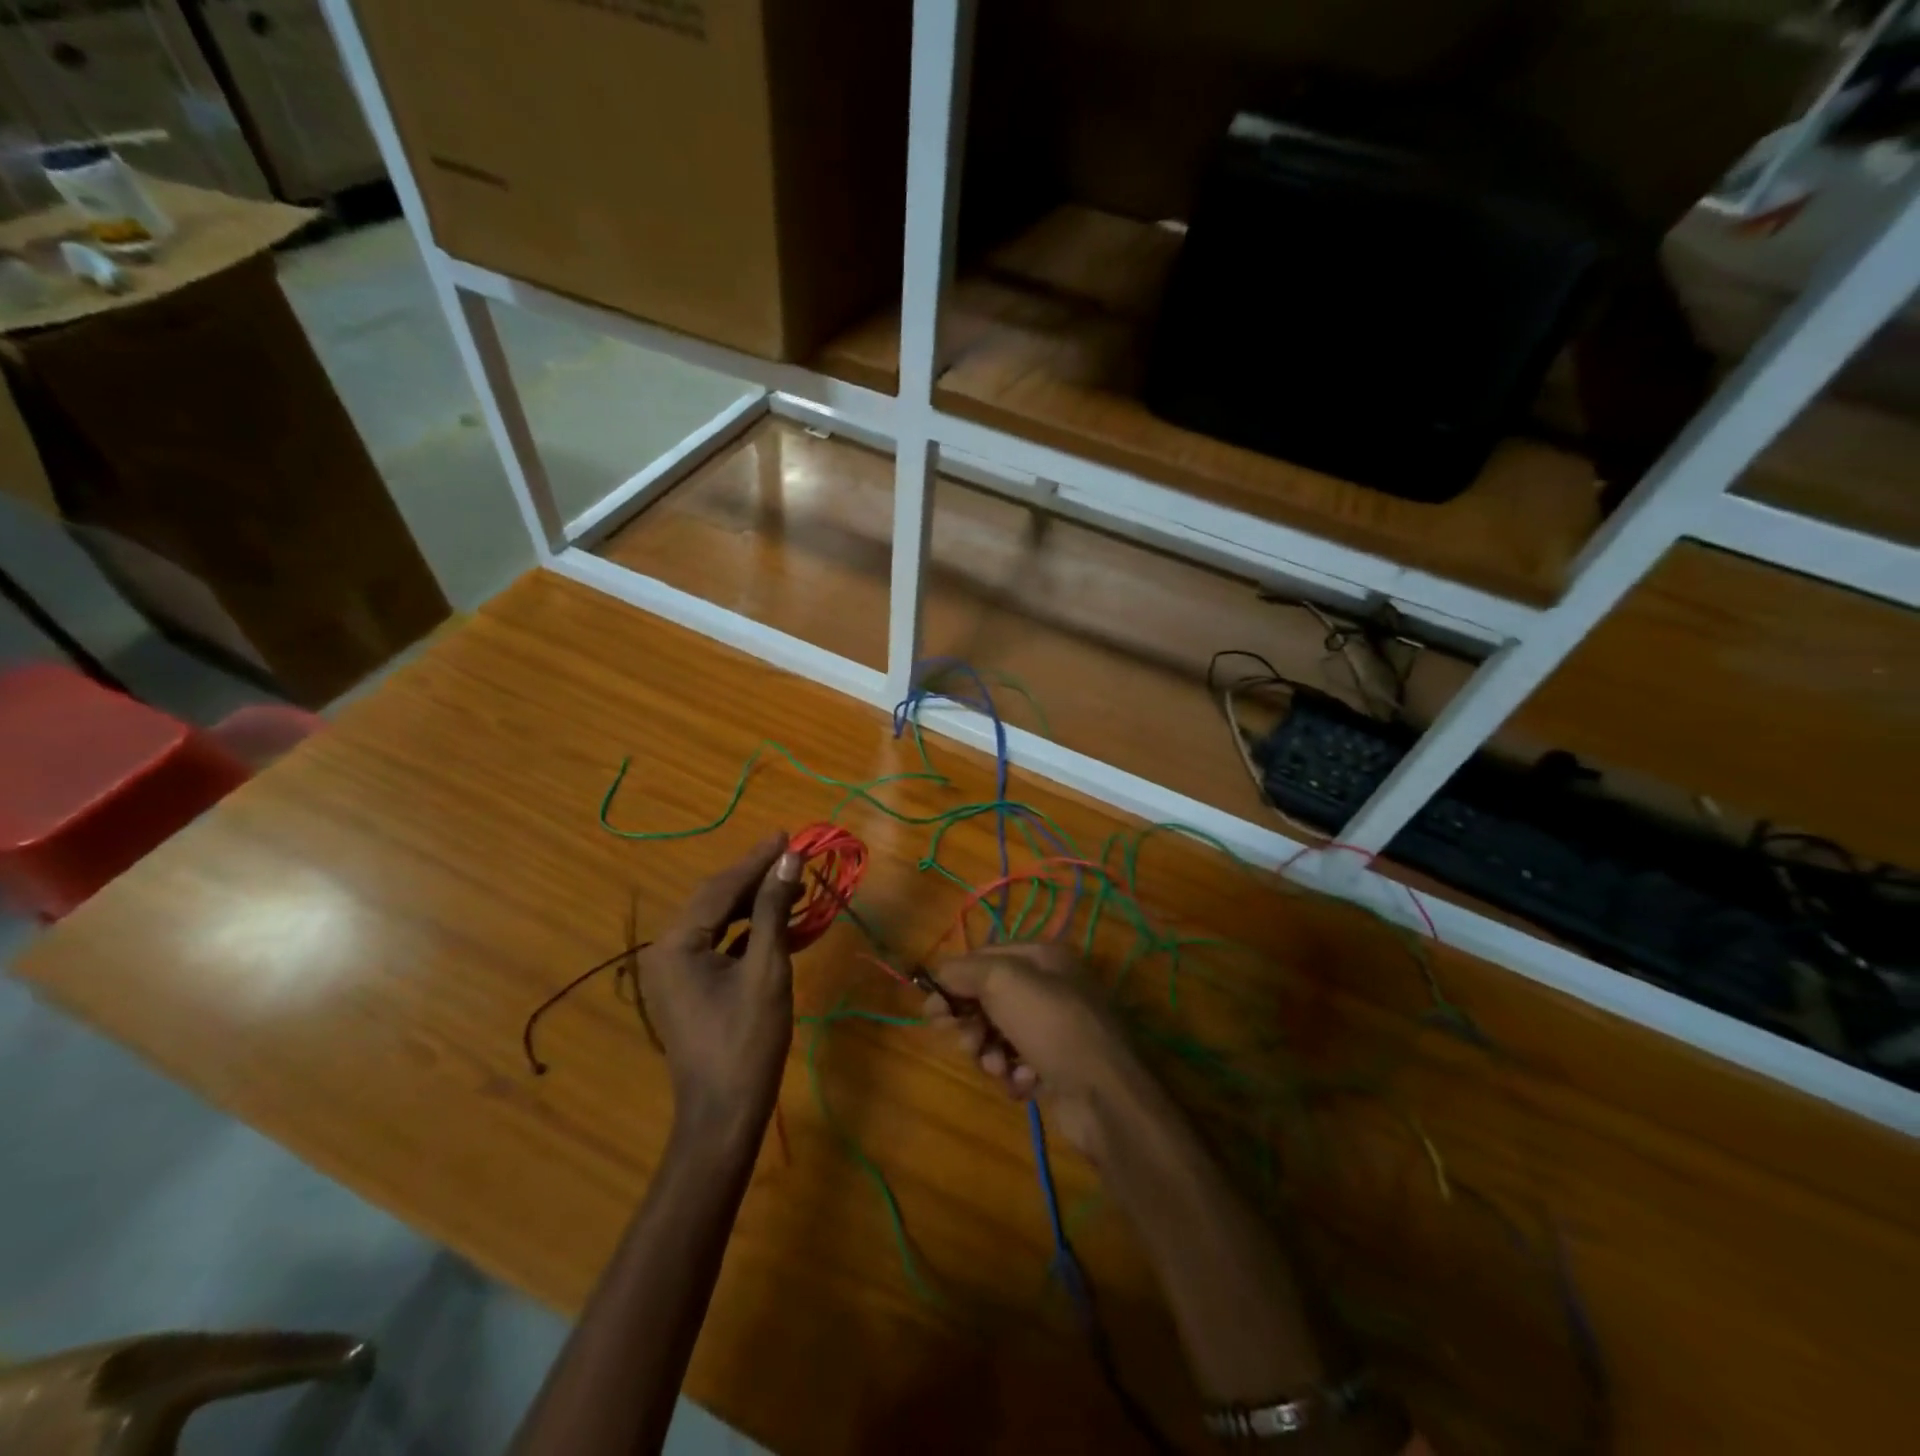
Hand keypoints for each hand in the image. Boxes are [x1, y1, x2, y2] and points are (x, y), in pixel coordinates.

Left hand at [638, 832, 802, 1134]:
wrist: (724, 1114)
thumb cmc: (747, 1042)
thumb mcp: (767, 970)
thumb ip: (774, 910)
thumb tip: (790, 860)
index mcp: (677, 944)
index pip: (721, 888)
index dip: (757, 860)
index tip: (787, 835)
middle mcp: (666, 950)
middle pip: (715, 899)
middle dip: (754, 876)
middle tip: (792, 855)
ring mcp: (674, 971)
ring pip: (717, 920)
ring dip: (753, 902)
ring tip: (791, 884)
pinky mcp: (688, 986)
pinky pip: (718, 944)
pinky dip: (747, 929)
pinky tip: (777, 922)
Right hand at [923, 943, 1151, 1160]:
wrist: (1104, 1094)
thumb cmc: (1051, 1024)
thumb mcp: (1002, 981)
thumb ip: (965, 971)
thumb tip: (940, 974)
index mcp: (1042, 957)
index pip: (984, 958)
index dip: (954, 981)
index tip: (932, 1009)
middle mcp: (1050, 987)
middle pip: (989, 998)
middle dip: (972, 1022)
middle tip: (967, 1043)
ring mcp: (1055, 1029)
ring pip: (999, 1034)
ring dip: (990, 1052)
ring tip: (999, 1067)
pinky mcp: (1057, 1067)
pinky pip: (1017, 1064)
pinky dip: (1013, 1074)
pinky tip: (1023, 1083)